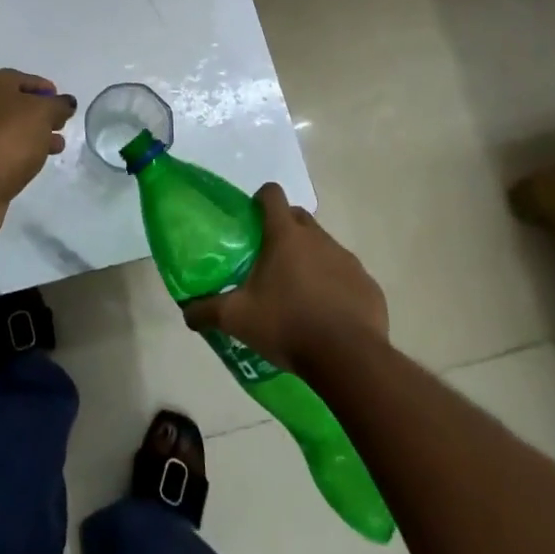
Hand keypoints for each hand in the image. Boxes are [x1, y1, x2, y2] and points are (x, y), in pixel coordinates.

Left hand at [0, 69, 75, 241]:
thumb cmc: (10, 138)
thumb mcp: (43, 113)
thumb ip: (58, 105)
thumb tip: (66, 103)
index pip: (24, 79)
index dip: (46, 89)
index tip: (63, 105)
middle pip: (17, 104)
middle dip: (42, 115)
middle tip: (61, 126)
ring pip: (12, 129)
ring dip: (35, 136)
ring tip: (57, 147)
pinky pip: (4, 150)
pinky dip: (21, 153)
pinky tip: (35, 163)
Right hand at [182, 182, 387, 372]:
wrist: (349, 358)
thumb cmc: (287, 325)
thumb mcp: (237, 319)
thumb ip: (207, 311)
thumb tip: (186, 312)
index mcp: (285, 235)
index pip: (272, 195)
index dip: (261, 199)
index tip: (252, 217)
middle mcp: (318, 238)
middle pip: (299, 217)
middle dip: (285, 228)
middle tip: (270, 258)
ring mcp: (347, 260)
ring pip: (324, 247)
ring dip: (311, 259)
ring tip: (298, 292)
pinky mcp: (368, 285)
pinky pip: (347, 276)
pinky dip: (336, 286)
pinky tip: (327, 314)